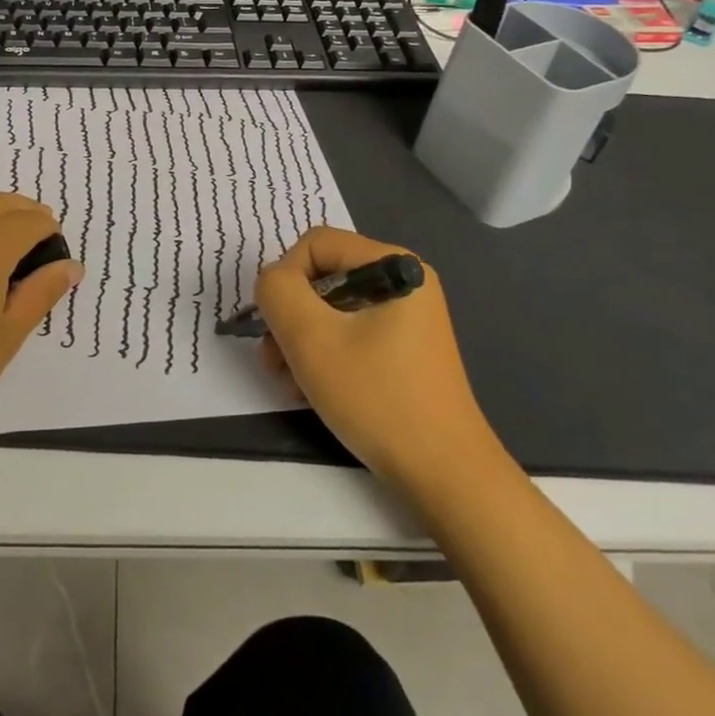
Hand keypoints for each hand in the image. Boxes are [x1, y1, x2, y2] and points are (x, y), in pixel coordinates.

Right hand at [252, 226, 491, 483]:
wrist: (443, 472)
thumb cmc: (376, 396)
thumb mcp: (311, 338)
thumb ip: (278, 292)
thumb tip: (272, 281)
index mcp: (394, 265)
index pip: (315, 243)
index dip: (283, 278)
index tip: (275, 325)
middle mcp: (404, 281)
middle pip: (322, 278)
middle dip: (289, 318)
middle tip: (274, 362)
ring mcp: (406, 317)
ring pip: (330, 310)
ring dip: (299, 342)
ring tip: (289, 383)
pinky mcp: (403, 349)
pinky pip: (349, 334)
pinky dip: (324, 356)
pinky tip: (311, 390)